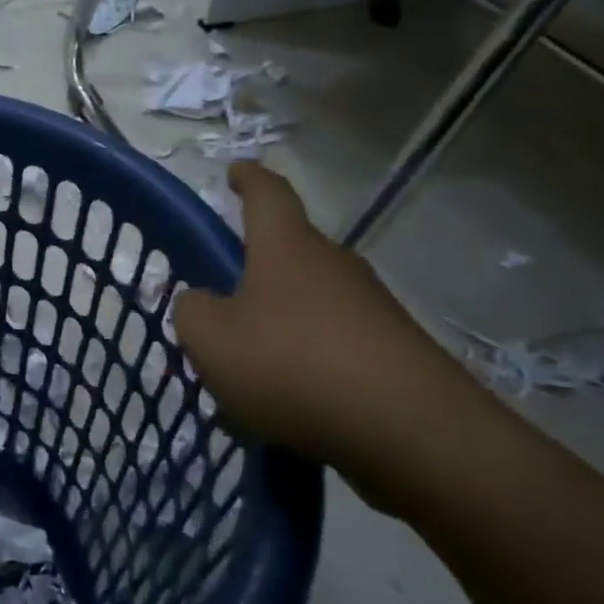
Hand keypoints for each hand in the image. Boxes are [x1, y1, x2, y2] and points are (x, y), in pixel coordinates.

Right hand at [173, 162, 491, 488]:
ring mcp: (372, 308)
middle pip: (289, 252)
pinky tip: (290, 406)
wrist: (412, 432)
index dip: (248, 178)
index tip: (235, 171)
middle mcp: (333, 264)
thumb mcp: (211, 340)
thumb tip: (199, 302)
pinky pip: (336, 345)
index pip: (268, 193)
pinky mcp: (396, 353)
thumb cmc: (294, 365)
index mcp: (286, 246)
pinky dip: (308, 363)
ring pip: (311, 304)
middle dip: (255, 271)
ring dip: (280, 325)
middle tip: (221, 307)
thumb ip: (190, 311)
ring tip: (249, 373)